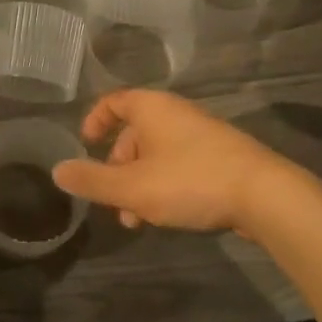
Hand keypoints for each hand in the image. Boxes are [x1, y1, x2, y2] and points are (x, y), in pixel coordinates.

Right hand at [52, 90, 320, 235]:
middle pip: (134, 133)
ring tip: (137, 220)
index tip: (86, 145)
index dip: (95, 120)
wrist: (265, 196)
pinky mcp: (221, 158)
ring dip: (139, 184)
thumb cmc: (190, 182)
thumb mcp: (132, 187)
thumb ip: (92, 180)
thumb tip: (57, 171)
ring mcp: (201, 135)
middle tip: (112, 198)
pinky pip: (180, 165)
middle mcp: (175, 114)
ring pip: (157, 154)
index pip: (114, 102)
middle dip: (117, 167)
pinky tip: (167, 216)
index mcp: (151, 108)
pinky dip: (164, 185)